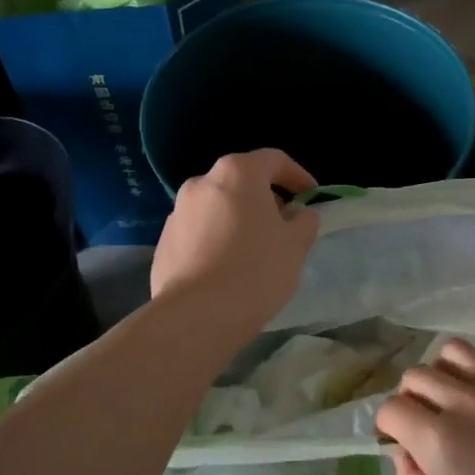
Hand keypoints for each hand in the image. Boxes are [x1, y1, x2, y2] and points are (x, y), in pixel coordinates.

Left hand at [151, 150, 319, 338]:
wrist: (197, 315)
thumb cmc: (256, 271)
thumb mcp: (296, 244)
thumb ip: (303, 221)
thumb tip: (297, 214)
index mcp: (237, 173)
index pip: (273, 160)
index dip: (297, 176)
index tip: (310, 198)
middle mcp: (202, 183)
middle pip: (241, 181)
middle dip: (265, 199)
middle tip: (283, 226)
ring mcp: (177, 212)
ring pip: (217, 207)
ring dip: (237, 220)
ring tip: (253, 251)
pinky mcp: (164, 242)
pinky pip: (198, 232)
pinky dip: (216, 240)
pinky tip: (226, 269)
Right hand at [377, 340, 474, 474]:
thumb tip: (403, 450)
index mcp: (438, 439)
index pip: (391, 409)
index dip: (387, 426)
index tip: (396, 440)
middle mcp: (465, 403)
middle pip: (417, 375)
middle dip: (410, 397)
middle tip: (423, 420)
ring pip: (454, 350)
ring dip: (443, 369)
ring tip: (452, 393)